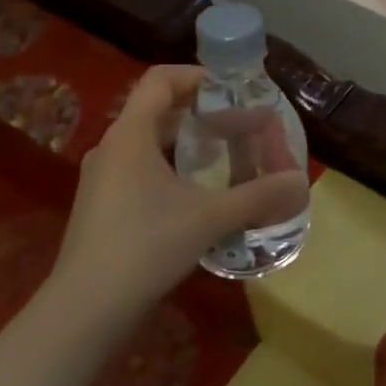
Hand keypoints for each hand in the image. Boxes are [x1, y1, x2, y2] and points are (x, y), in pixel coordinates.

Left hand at [48, 65, 309, 315]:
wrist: (85, 310)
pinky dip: (172, 168)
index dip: (197, 75)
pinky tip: (198, 195)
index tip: (232, 89)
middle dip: (201, 112)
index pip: (160, 79)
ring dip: (188, 142)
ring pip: (149, 142)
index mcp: (130, 135)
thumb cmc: (146, 246)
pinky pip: (141, 169)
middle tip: (240, 125)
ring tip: (226, 156)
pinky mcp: (102, 206)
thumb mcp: (210, 217)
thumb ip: (258, 195)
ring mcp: (103, 179)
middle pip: (158, 110)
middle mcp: (112, 148)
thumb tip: (300, 182)